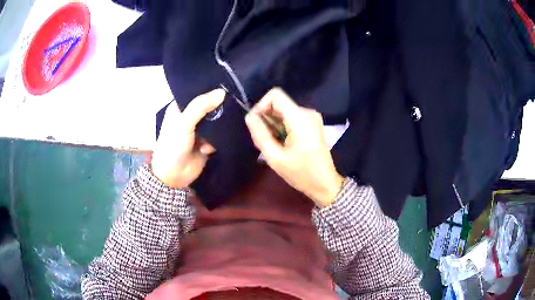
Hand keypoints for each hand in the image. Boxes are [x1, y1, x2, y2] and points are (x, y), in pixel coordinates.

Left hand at [151, 89, 224, 187]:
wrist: (173, 176)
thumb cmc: (173, 145)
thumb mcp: (184, 122)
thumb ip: (200, 106)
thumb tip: (222, 92)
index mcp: (180, 107)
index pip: (197, 92)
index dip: (209, 89)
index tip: (226, 84)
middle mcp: (190, 116)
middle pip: (209, 106)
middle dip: (219, 107)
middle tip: (233, 103)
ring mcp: (199, 130)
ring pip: (216, 121)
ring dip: (220, 125)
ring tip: (223, 127)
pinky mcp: (207, 142)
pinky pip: (218, 136)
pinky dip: (217, 140)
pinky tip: (207, 148)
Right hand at [245, 88, 343, 207]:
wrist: (325, 184)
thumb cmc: (301, 174)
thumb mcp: (275, 158)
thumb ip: (260, 134)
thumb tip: (249, 116)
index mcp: (300, 118)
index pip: (275, 95)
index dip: (261, 106)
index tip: (257, 124)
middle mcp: (307, 112)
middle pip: (279, 104)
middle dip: (266, 120)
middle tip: (263, 141)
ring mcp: (312, 117)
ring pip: (283, 111)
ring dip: (273, 126)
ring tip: (273, 146)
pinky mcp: (312, 123)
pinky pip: (291, 118)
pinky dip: (282, 128)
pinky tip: (282, 144)